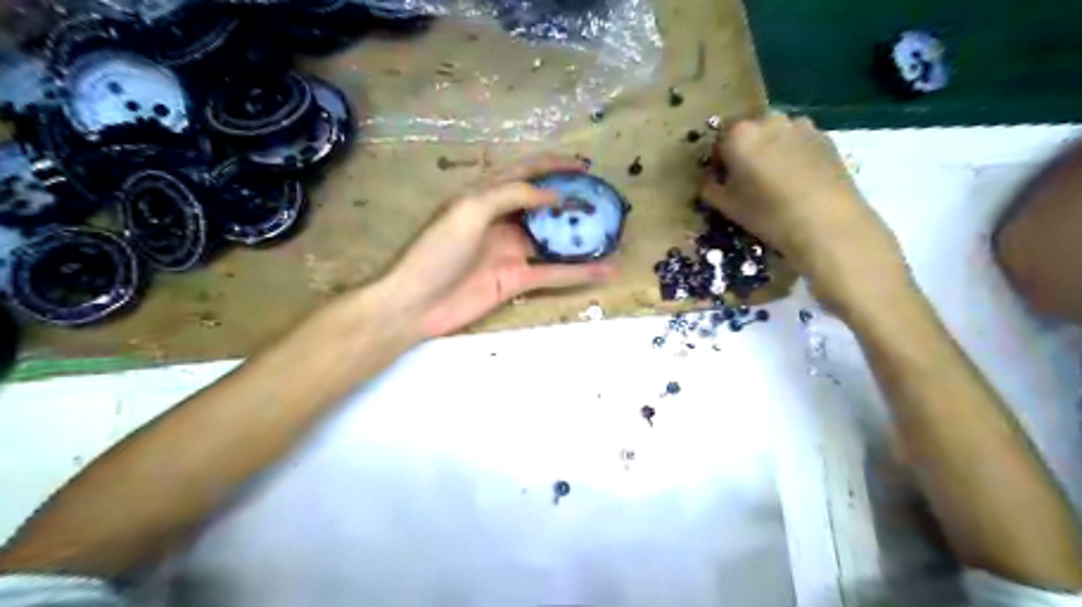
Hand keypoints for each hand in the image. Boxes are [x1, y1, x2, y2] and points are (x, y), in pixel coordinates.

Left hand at [378, 153, 615, 339]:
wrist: (416, 303)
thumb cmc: (436, 250)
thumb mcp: (468, 210)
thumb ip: (510, 195)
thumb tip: (551, 194)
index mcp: (485, 196)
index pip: (524, 173)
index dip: (553, 165)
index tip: (583, 166)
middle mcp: (502, 221)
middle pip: (545, 206)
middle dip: (572, 200)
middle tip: (603, 199)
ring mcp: (512, 252)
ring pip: (554, 240)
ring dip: (581, 236)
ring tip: (612, 231)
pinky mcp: (518, 280)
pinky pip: (554, 274)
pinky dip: (580, 272)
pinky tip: (606, 270)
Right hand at [702, 111, 909, 310]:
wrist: (826, 223)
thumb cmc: (767, 214)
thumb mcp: (727, 206)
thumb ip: (710, 188)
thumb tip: (709, 180)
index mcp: (739, 135)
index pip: (719, 140)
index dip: (718, 161)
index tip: (722, 180)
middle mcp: (769, 120)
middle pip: (749, 133)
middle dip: (746, 151)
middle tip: (748, 181)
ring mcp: (801, 125)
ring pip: (776, 135)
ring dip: (771, 151)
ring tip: (776, 181)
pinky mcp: (825, 137)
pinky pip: (799, 142)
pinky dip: (794, 155)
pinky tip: (798, 181)